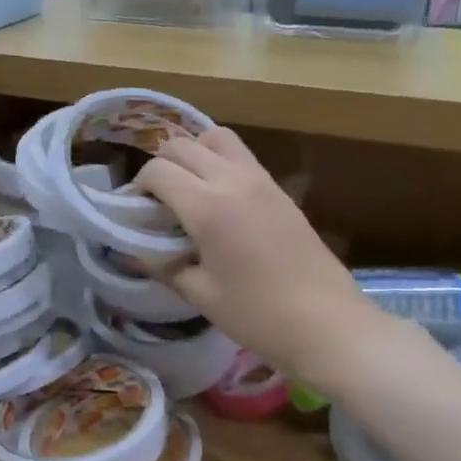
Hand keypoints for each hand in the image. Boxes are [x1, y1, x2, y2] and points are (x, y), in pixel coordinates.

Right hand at [132, 127, 378, 384]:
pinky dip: (219, 162)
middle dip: (160, 166)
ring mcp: (261, 180)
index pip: (157, 171)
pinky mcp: (280, 189)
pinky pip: (241, 156)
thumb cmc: (257, 315)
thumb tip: (135, 249)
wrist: (327, 322)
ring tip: (187, 189)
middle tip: (155, 201)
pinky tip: (217, 199)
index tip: (133, 211)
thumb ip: (163, 265)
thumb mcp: (200, 294)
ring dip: (193, 153)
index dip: (137, 187)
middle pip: (182, 145)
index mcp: (207, 206)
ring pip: (216, 138)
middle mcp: (232, 180)